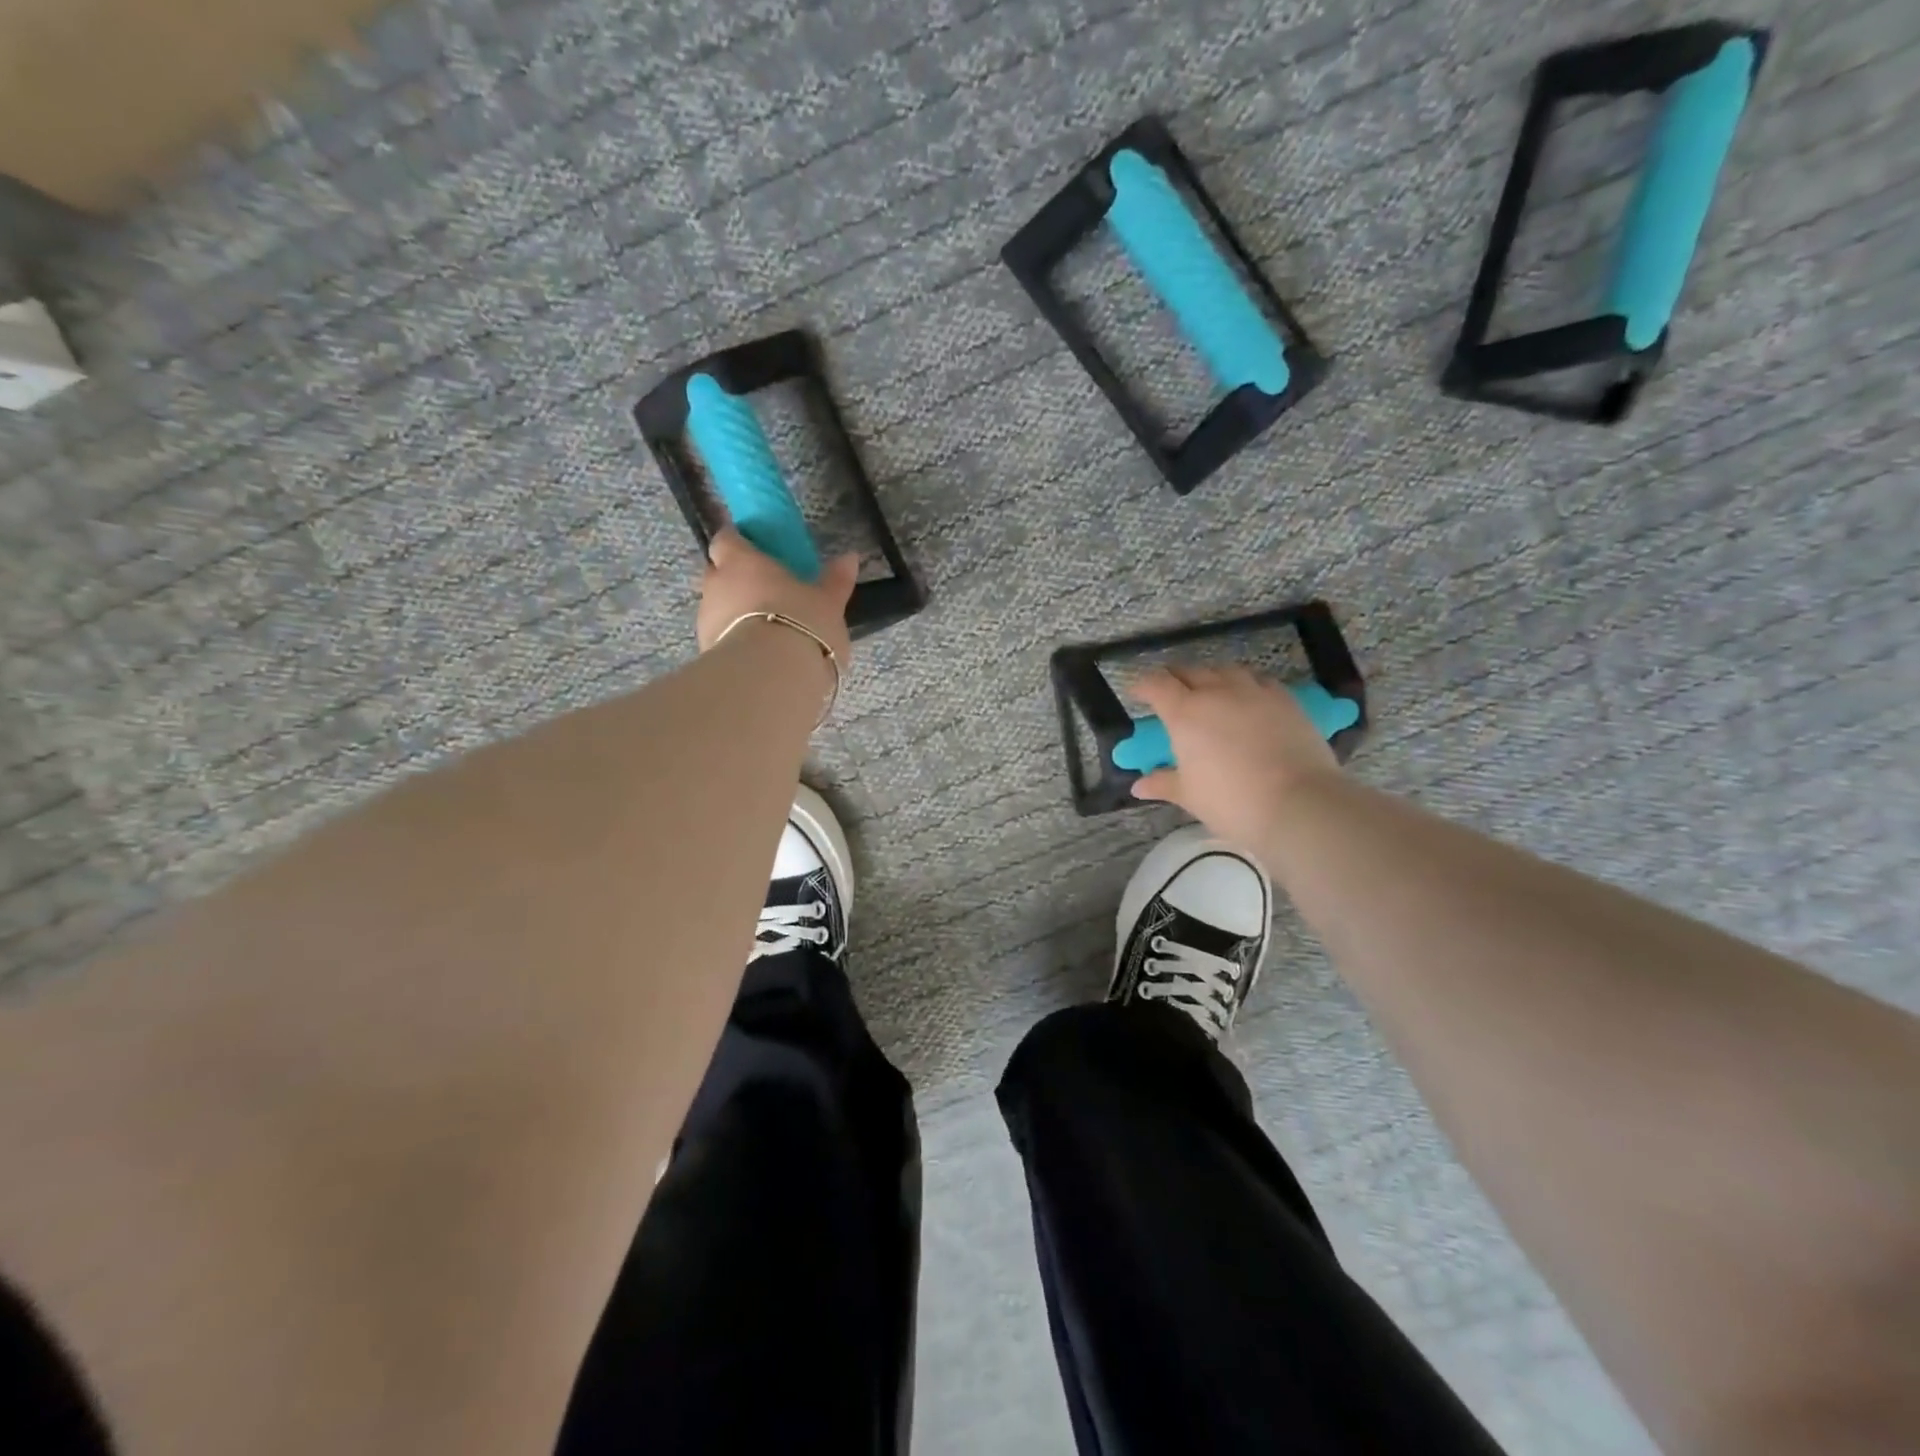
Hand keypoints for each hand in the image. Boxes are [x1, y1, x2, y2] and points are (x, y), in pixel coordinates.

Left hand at [696, 529, 860, 665]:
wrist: (770, 678)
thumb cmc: (801, 624)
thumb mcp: (828, 603)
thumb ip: (835, 580)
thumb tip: (849, 557)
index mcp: (741, 561)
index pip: (727, 539)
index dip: (738, 542)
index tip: (754, 548)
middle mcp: (716, 585)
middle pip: (717, 573)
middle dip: (735, 578)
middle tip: (764, 590)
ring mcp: (706, 620)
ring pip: (717, 607)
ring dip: (735, 612)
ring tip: (766, 628)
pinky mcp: (707, 652)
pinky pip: (721, 637)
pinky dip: (736, 639)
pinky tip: (759, 653)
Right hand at [1131, 665, 1341, 851]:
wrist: (1298, 804)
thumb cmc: (1232, 802)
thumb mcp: (1190, 795)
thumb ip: (1163, 783)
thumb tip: (1139, 786)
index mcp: (1185, 713)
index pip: (1156, 684)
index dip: (1143, 685)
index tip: (1137, 693)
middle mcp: (1217, 692)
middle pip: (1190, 671)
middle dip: (1175, 678)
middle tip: (1170, 693)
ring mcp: (1254, 692)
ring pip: (1226, 670)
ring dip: (1212, 677)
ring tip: (1210, 691)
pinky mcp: (1285, 700)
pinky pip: (1260, 681)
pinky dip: (1246, 685)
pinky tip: (1248, 700)